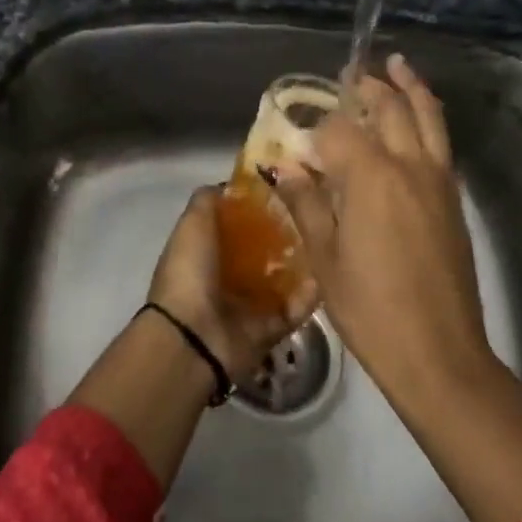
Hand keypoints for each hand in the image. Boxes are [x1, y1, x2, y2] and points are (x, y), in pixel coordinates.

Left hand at [146, 186, 316, 381]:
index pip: (240, 224)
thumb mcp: (192, 224)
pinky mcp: (271, 327)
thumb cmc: (190, 273)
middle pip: (266, 249)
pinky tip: (330, 272)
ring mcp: (251, 303)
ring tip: (330, 237)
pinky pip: (297, 307)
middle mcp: (229, 275)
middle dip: (289, 232)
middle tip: (317, 211)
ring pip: (285, 277)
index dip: (261, 206)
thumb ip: (209, 201)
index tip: (289, 187)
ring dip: (305, 261)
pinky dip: (312, 293)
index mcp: (208, 251)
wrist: (193, 337)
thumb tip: (230, 184)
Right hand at [270, 54, 521, 521]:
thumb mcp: (324, 258)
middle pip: (390, 108)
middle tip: (353, 72)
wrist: (439, 353)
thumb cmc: (370, 309)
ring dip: (411, 89)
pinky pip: (441, 143)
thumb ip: (306, 203)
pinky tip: (417, 123)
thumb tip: (284, 167)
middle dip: (369, 86)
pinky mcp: (454, 201)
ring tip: (398, 66)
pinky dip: (429, 120)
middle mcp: (410, 166)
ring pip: (428, 118)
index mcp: (371, 177)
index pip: (338, 130)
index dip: (315, 132)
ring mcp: (439, 181)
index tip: (298, 144)